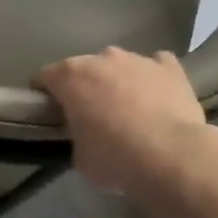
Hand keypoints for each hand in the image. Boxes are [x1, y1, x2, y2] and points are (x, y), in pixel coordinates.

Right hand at [36, 47, 217, 197]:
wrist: (172, 157)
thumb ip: (76, 135)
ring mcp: (139, 59)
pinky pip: (155, 66)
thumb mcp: (79, 155)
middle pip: (84, 68)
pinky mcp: (171, 67)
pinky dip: (151, 78)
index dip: (45, 95)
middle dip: (84, 87)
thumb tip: (86, 133)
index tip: (50, 113)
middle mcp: (102, 58)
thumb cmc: (114, 158)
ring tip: (127, 110)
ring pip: (119, 65)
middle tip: (90, 115)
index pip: (45, 77)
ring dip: (118, 82)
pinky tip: (156, 97)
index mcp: (71, 77)